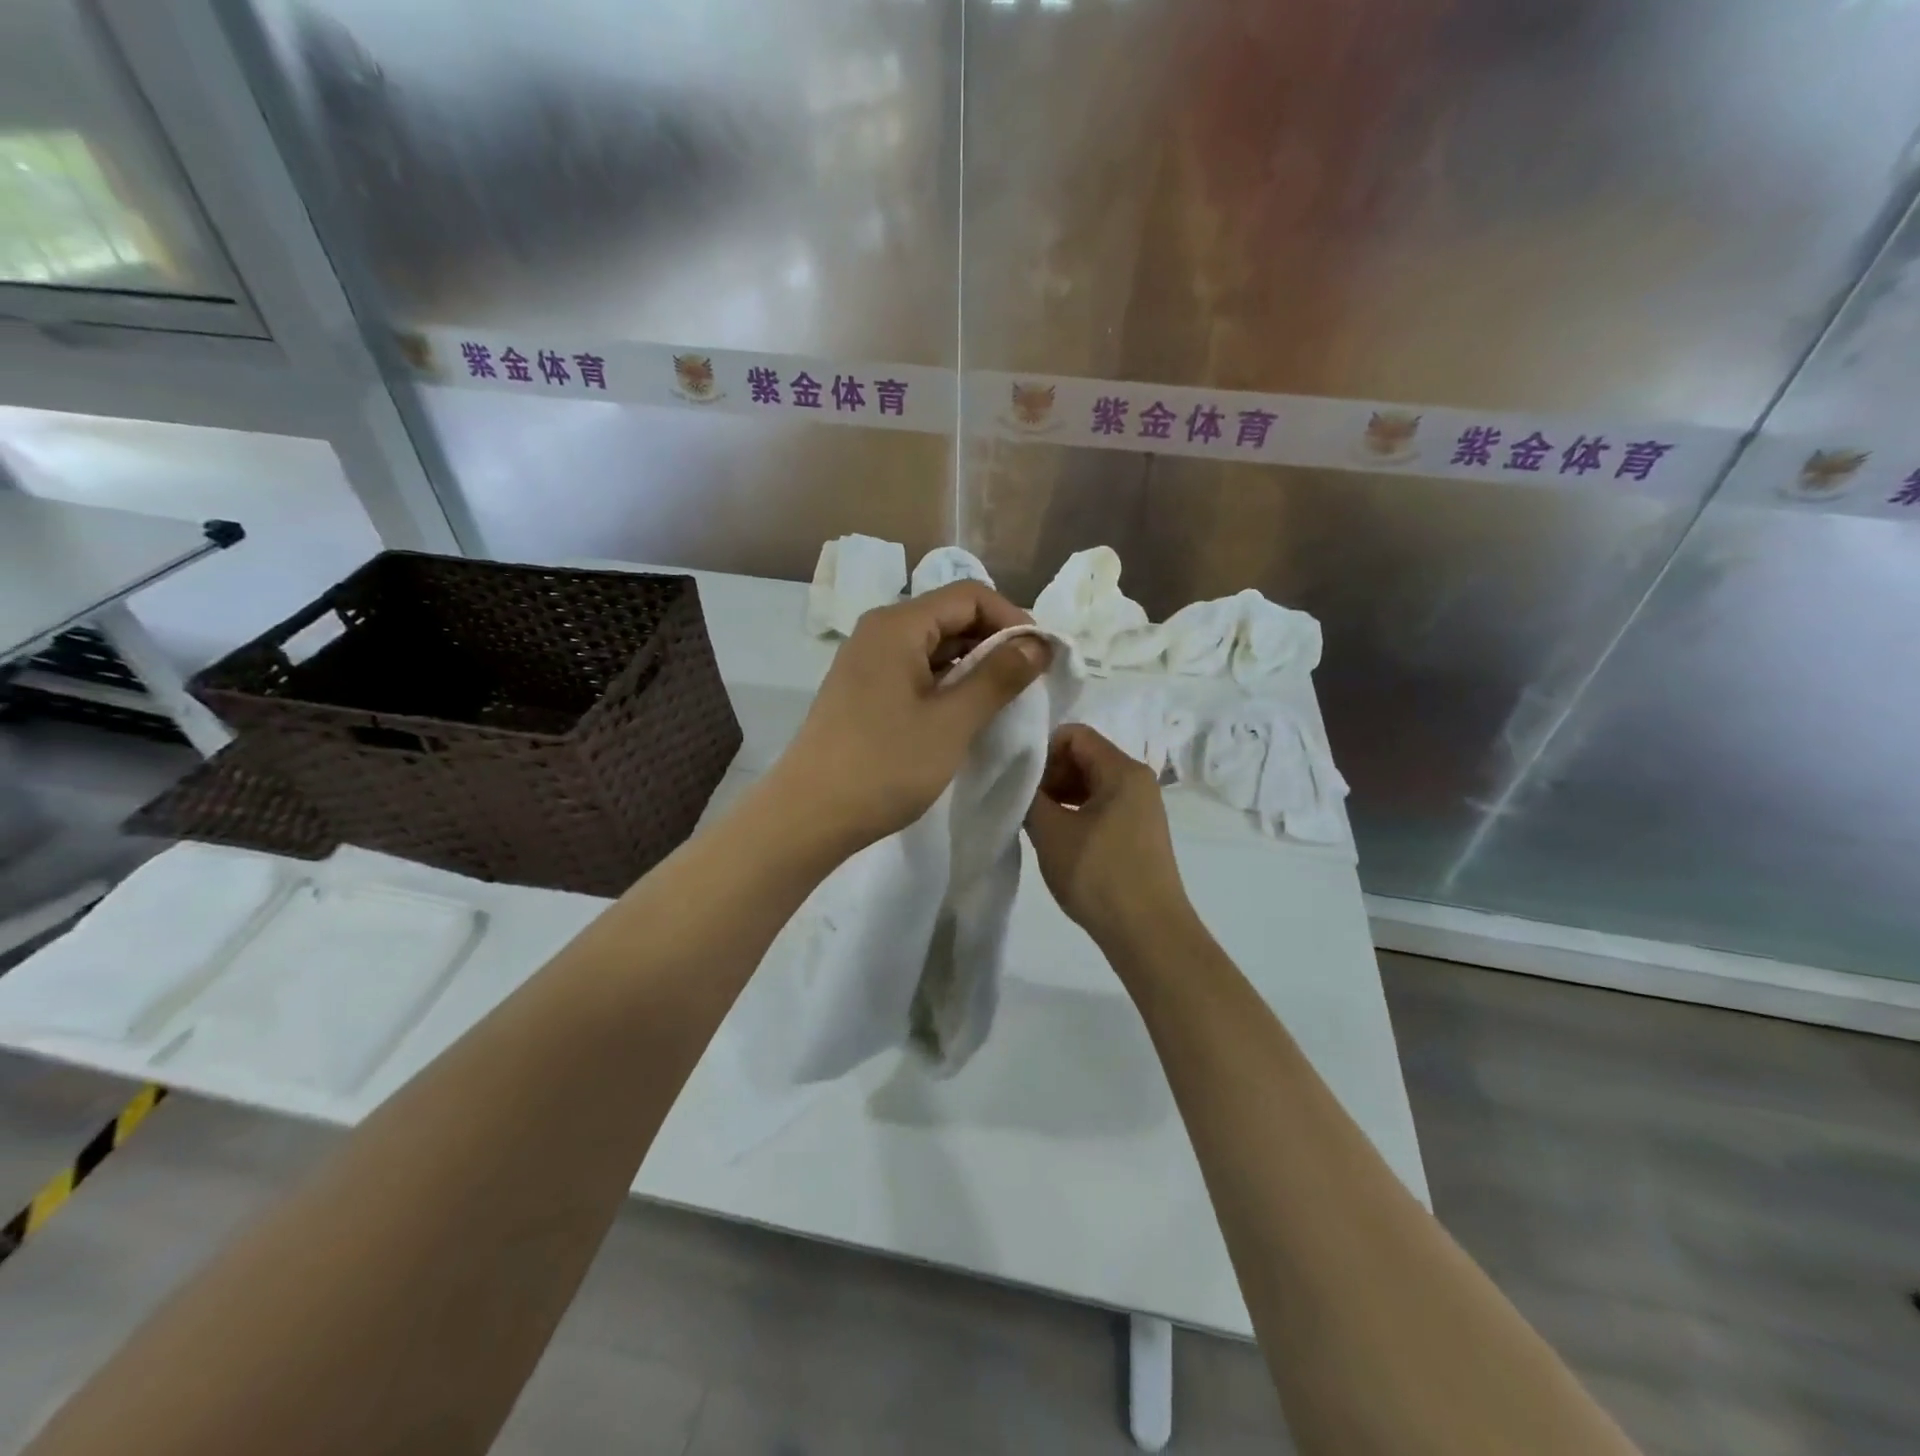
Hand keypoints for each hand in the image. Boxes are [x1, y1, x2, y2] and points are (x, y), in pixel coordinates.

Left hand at [773, 581, 1050, 852]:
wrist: (809, 816)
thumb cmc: (884, 766)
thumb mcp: (952, 721)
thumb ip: (998, 677)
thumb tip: (1037, 642)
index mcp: (898, 625)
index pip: (970, 595)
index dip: (1012, 619)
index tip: (1042, 658)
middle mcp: (879, 631)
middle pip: (950, 615)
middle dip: (995, 641)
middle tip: (1029, 681)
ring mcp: (867, 662)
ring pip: (934, 646)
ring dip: (973, 665)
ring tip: (1003, 700)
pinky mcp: (863, 691)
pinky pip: (916, 670)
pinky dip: (947, 683)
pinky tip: (964, 713)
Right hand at [1024, 724, 1191, 950]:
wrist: (1148, 933)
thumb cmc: (1099, 875)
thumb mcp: (1052, 832)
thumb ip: (1029, 797)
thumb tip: (1020, 783)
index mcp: (1122, 770)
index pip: (1074, 734)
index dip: (1041, 751)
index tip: (1021, 782)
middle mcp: (1137, 781)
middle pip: (1084, 757)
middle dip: (1050, 774)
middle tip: (1026, 806)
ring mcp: (1141, 808)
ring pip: (1092, 784)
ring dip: (1061, 797)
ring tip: (1039, 826)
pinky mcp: (1139, 833)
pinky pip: (1102, 807)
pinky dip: (1076, 814)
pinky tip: (1060, 841)